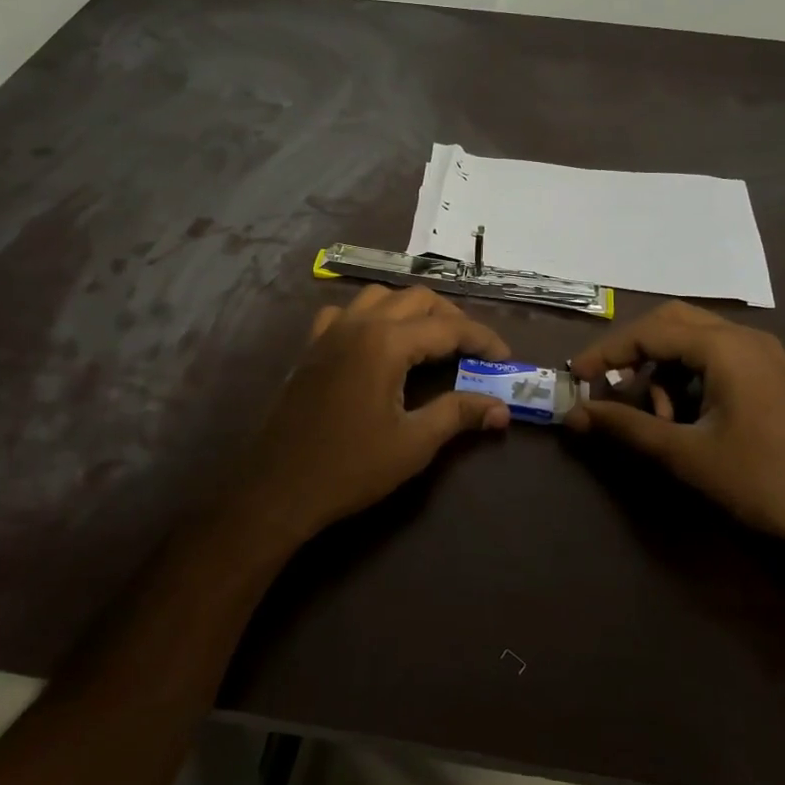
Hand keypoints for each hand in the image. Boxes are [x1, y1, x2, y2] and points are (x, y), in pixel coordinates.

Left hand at [234, 285, 511, 550]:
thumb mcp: (413, 444)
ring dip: (412, 309)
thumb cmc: (351, 467)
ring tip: (432, 339)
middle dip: (451, 318)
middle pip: (417, 299)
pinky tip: (377, 341)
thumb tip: (502, 408)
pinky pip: (346, 312)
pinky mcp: (312, 346)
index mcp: (386, 342)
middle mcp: (359, 323)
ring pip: (381, 297)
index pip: (448, 327)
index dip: (482, 339)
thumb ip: (458, 414)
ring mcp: (331, 331)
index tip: (504, 357)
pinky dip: (371, 316)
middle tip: (473, 349)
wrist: (279, 487)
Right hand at [566, 302, 784, 552]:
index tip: (576, 377)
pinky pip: (715, 357)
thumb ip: (626, 427)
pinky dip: (688, 377)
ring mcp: (763, 355)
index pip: (650, 331)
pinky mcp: (771, 375)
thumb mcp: (685, 454)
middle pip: (672, 322)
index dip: (607, 352)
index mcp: (726, 348)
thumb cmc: (761, 481)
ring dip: (663, 368)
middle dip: (634, 350)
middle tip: (608, 383)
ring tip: (658, 417)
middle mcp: (745, 338)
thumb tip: (574, 414)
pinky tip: (687, 417)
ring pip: (694, 339)